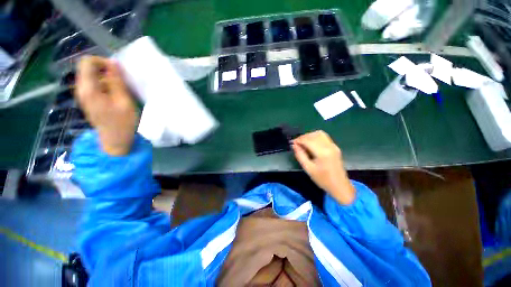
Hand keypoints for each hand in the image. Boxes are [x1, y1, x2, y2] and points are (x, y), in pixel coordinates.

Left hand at [75, 56, 137, 155]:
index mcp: (88, 89)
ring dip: (106, 77)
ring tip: (120, 88)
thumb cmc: (123, 122)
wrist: (115, 140)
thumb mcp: (124, 101)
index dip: (102, 62)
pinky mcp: (88, 100)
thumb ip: (117, 81)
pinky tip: (115, 93)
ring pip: (91, 75)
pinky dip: (104, 84)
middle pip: (87, 68)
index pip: (87, 62)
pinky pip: (93, 84)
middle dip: (105, 69)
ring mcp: (83, 95)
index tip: (117, 71)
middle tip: (121, 80)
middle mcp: (81, 89)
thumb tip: (113, 62)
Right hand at [292, 130, 354, 204]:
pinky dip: (315, 137)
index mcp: (322, 153)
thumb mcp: (308, 169)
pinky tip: (311, 143)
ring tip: (303, 143)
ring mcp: (333, 145)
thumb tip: (294, 145)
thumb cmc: (322, 179)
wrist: (340, 186)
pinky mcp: (335, 147)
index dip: (298, 140)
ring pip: (319, 133)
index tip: (292, 143)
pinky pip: (324, 137)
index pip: (308, 140)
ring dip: (309, 136)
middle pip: (313, 135)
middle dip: (303, 137)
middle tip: (296, 143)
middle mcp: (329, 146)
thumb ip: (300, 155)